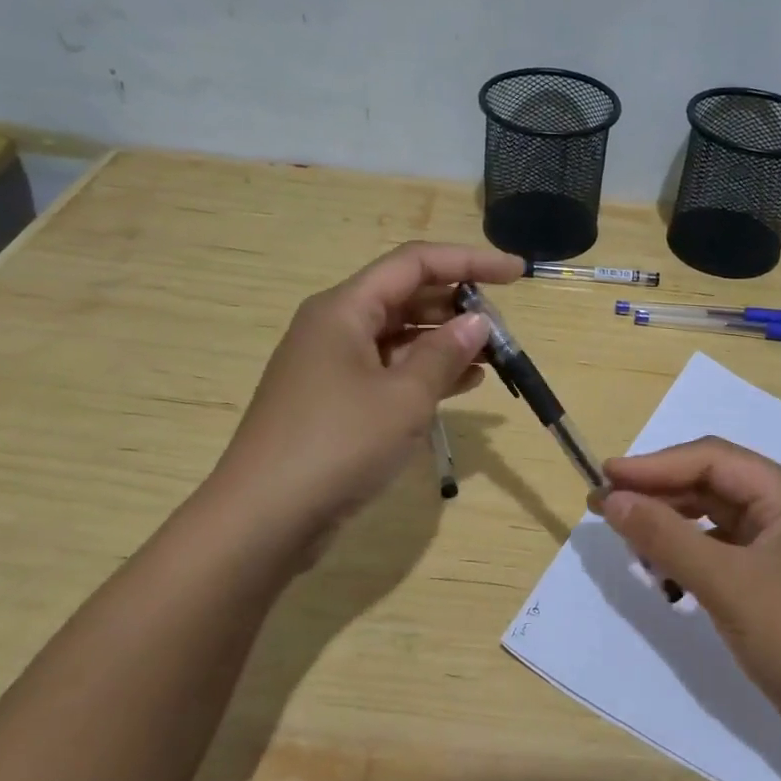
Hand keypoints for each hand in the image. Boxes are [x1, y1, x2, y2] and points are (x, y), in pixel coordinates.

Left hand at [212, 241, 523, 555]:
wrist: (264, 518)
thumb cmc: (338, 444)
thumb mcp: (403, 397)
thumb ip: (444, 354)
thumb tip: (477, 322)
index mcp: (344, 309)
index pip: (415, 263)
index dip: (469, 261)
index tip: (516, 273)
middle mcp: (335, 327)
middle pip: (405, 297)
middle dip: (458, 306)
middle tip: (504, 328)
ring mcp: (332, 367)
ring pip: (399, 337)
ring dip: (446, 342)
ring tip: (494, 356)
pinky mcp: (335, 402)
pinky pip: (389, 372)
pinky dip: (425, 373)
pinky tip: (463, 385)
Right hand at [595, 437, 780, 735]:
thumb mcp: (725, 583)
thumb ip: (665, 535)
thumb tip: (611, 499)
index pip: (712, 458)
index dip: (655, 465)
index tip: (605, 477)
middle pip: (714, 484)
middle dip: (660, 494)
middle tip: (606, 508)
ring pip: (716, 517)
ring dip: (672, 525)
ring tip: (629, 540)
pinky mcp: (778, 578)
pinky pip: (724, 550)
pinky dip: (690, 554)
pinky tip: (663, 571)